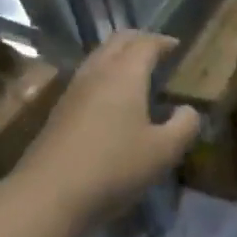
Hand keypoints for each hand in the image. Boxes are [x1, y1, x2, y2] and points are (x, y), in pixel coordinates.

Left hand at [15, 30, 199, 221]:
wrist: (48, 196)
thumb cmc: (113, 167)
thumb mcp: (162, 152)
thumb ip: (183, 126)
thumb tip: (188, 110)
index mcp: (125, 74)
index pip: (146, 43)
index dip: (163, 41)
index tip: (177, 46)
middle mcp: (97, 73)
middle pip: (118, 41)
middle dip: (139, 40)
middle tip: (157, 51)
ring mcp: (73, 90)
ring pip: (98, 57)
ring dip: (119, 57)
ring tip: (136, 73)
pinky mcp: (59, 111)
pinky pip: (87, 78)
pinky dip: (105, 75)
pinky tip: (112, 100)